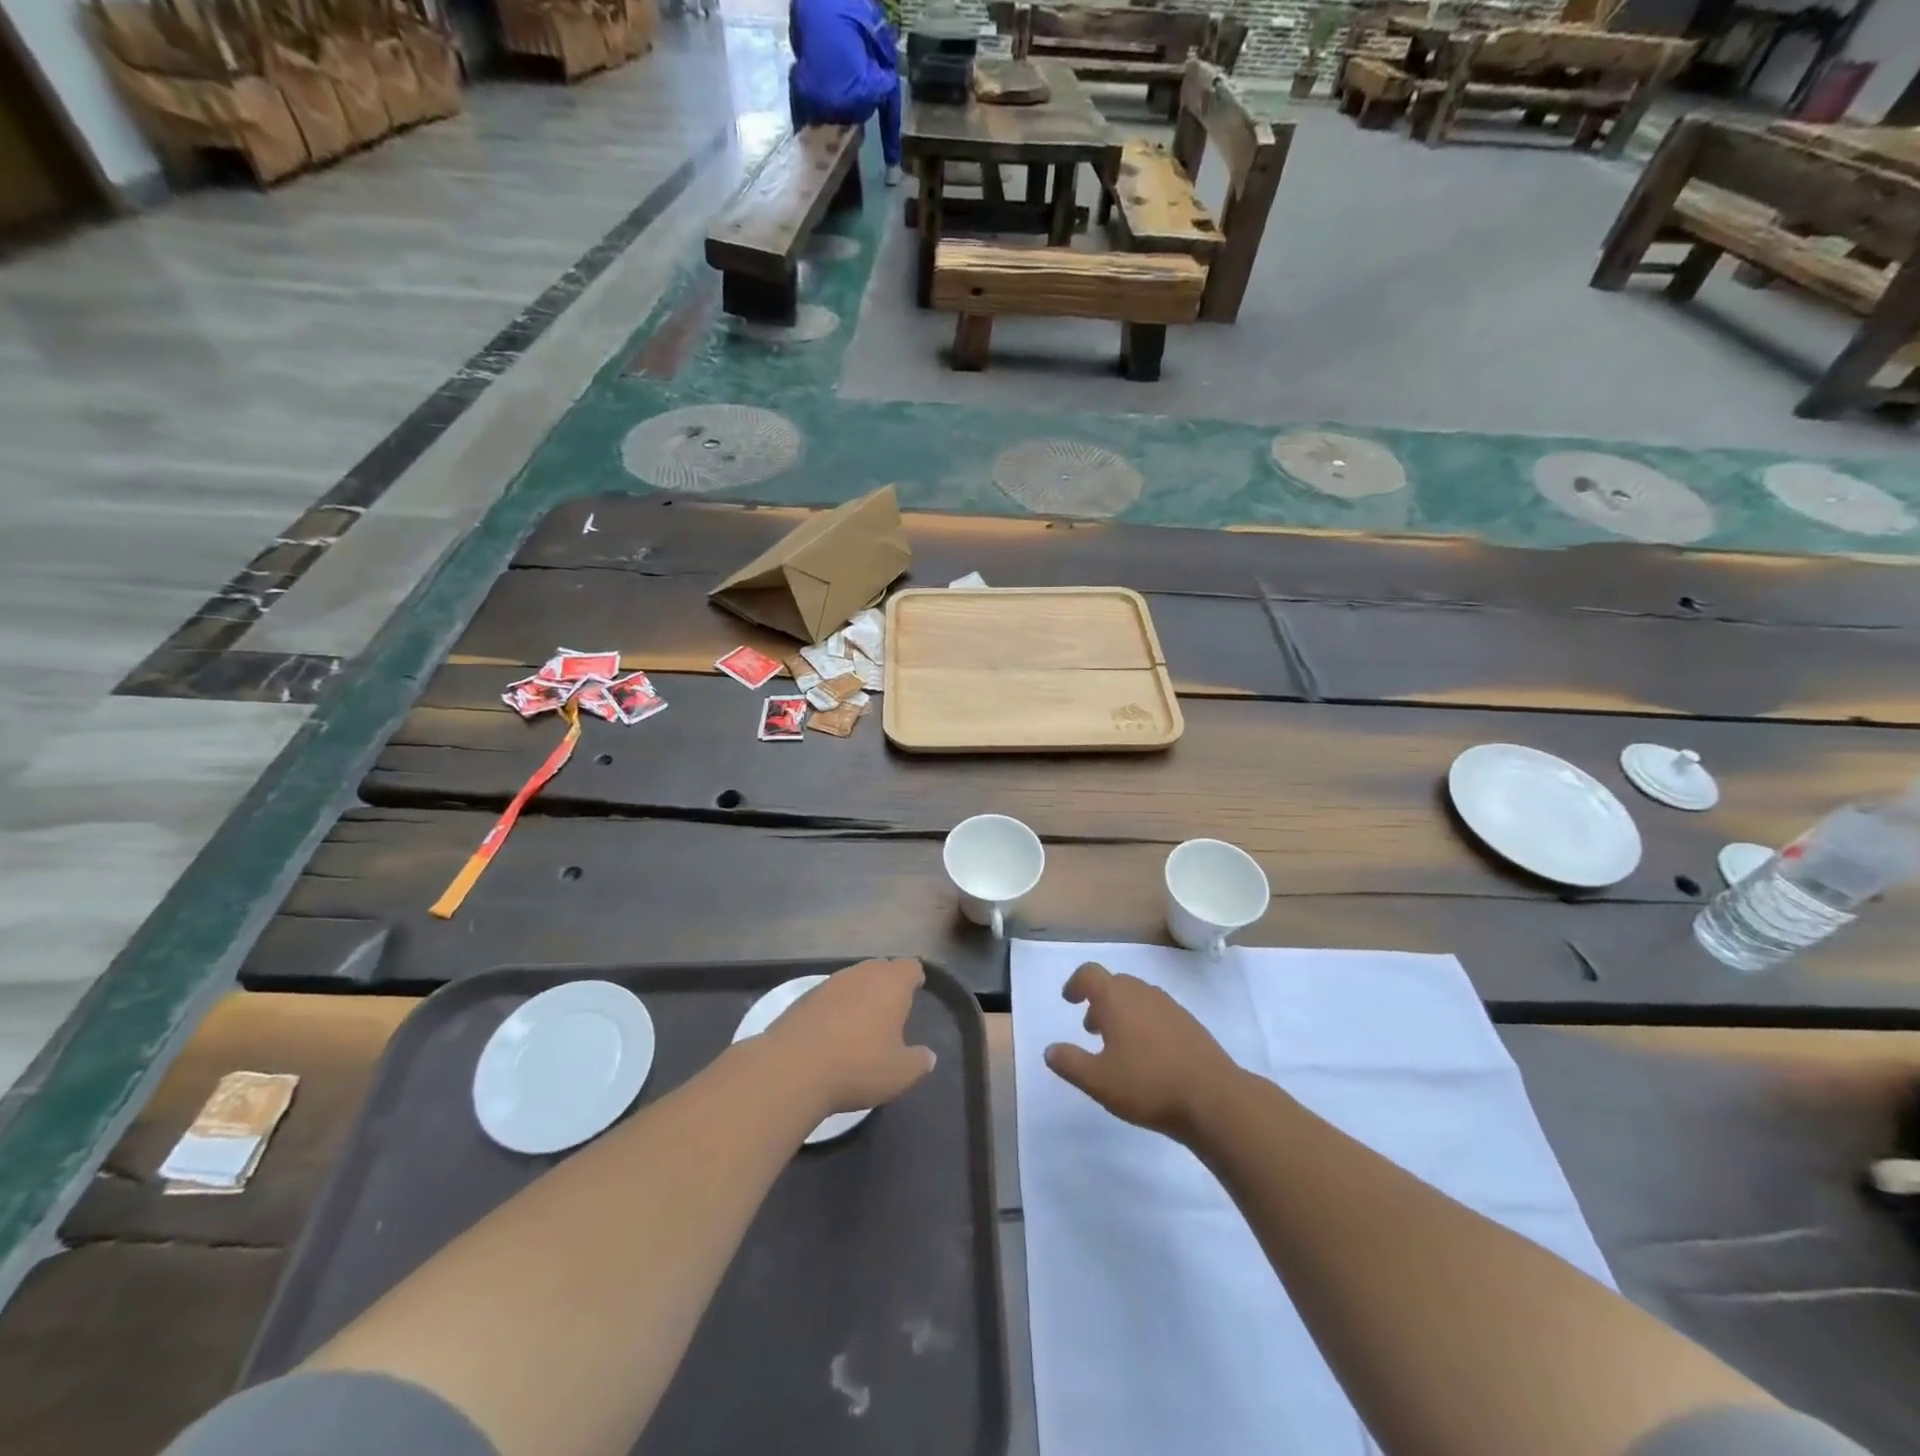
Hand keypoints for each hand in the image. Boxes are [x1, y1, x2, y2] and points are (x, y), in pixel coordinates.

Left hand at [762, 959, 936, 1115]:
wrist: (792, 1069)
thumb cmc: (858, 1065)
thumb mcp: (900, 1073)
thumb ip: (919, 1061)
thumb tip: (928, 1056)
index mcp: (891, 983)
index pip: (910, 967)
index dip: (915, 979)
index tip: (916, 993)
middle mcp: (861, 973)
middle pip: (880, 968)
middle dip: (887, 985)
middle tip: (890, 1011)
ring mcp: (830, 982)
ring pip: (853, 980)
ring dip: (859, 995)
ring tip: (861, 1024)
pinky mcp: (804, 997)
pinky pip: (829, 995)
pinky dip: (835, 1008)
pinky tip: (832, 1033)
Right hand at [1044, 963, 1241, 1141]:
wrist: (1213, 1098)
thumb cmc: (1147, 1084)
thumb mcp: (1098, 1081)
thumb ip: (1070, 1063)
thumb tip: (1050, 1050)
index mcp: (1116, 998)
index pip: (1089, 974)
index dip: (1075, 984)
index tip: (1069, 1000)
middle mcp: (1142, 993)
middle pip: (1115, 983)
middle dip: (1099, 1001)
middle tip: (1091, 1029)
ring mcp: (1170, 1006)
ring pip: (1138, 998)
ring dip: (1122, 1013)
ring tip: (1118, 1046)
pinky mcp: (1190, 1024)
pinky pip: (1157, 1013)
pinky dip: (1145, 1024)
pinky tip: (1149, 1056)